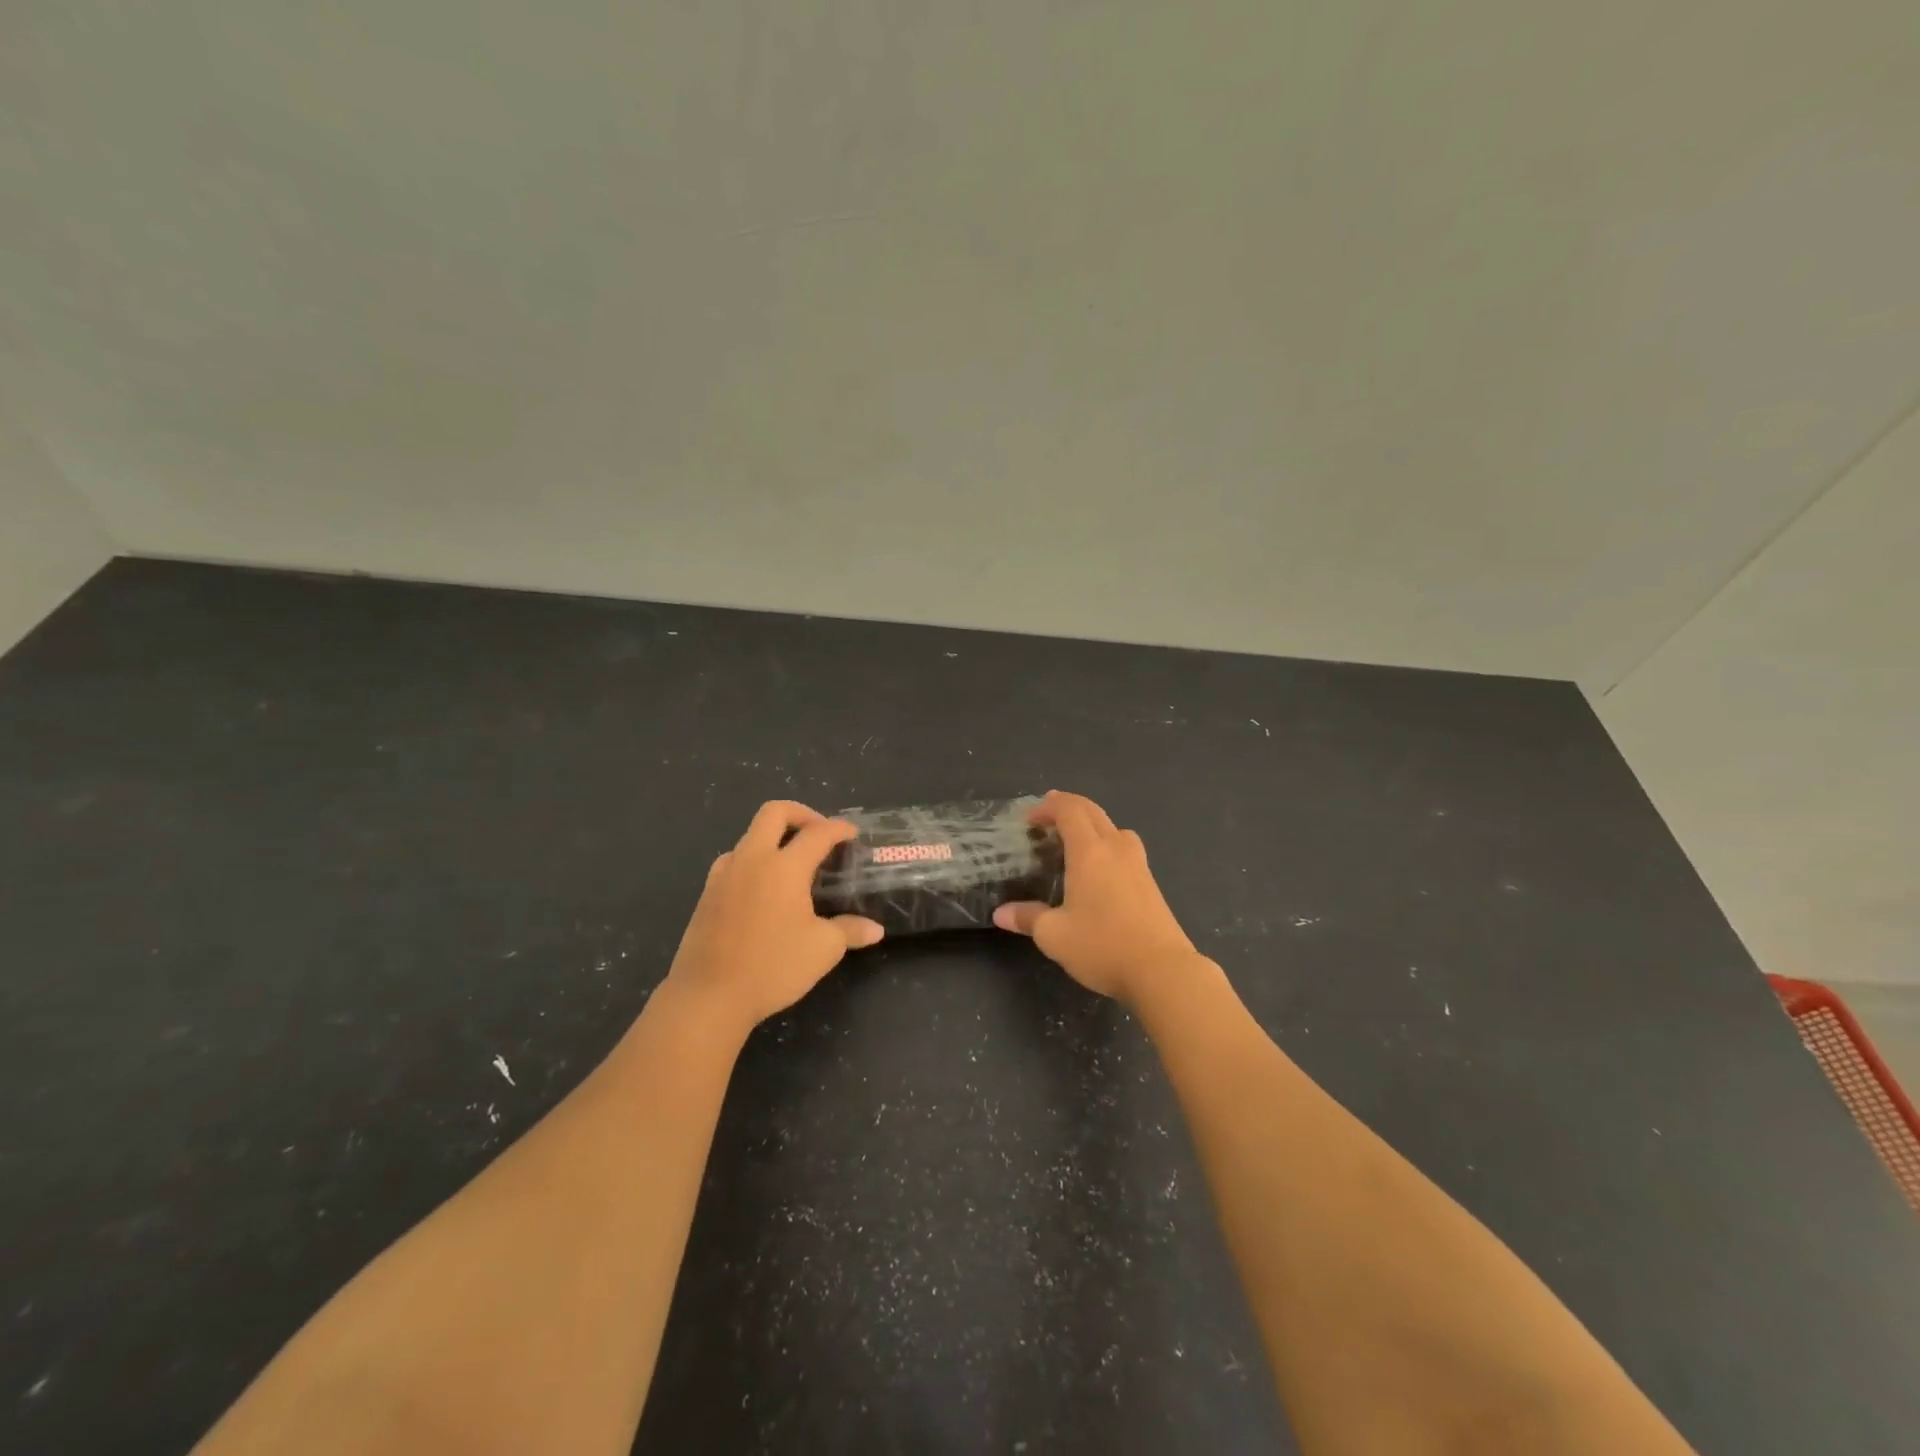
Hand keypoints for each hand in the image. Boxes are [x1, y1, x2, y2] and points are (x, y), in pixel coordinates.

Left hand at [664, 801, 883, 1034]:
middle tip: (819, 832)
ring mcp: (724, 874)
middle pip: (774, 812)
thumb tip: (875, 929)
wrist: (708, 996)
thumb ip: (850, 931)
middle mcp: (752, 859)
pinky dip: (753, 860)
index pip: (818, 833)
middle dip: (801, 813)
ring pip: (750, 835)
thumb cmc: (772, 967)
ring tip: (791, 863)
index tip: (852, 834)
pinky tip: (762, 888)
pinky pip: (733, 860)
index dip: (839, 829)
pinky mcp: (707, 893)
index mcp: (784, 867)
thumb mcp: (823, 950)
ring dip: (774, 838)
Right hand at [992, 791, 1202, 1004]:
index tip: (1029, 819)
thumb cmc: (1103, 946)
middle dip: (1068, 807)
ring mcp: (1138, 864)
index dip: (1048, 807)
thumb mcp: (1054, 935)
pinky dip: (1107, 844)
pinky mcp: (1151, 883)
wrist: (1162, 971)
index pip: (1069, 810)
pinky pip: (1126, 848)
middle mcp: (1115, 848)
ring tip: (1075, 840)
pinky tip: (1100, 870)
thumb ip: (1027, 918)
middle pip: (1093, 811)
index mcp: (1089, 852)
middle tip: (1047, 816)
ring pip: (1114, 828)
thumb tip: (1001, 913)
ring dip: (1091, 824)